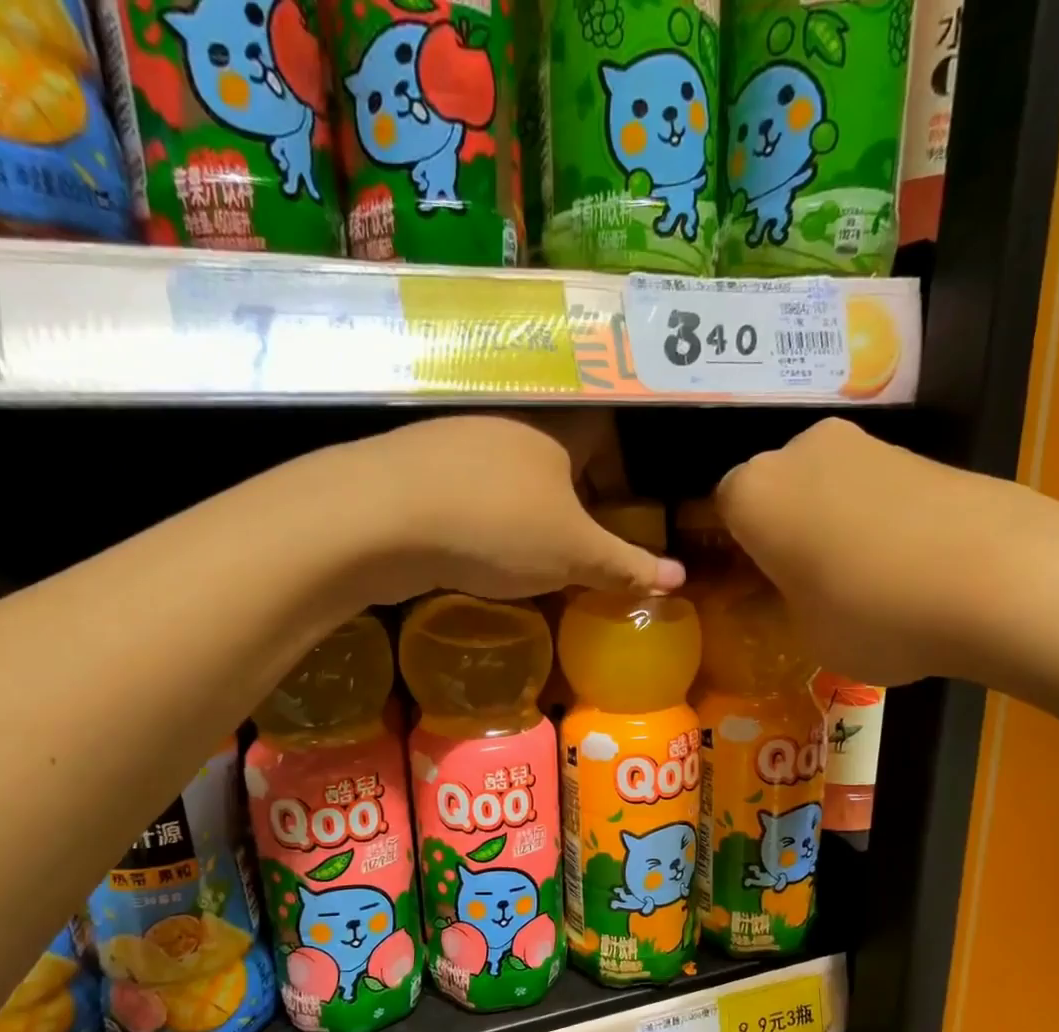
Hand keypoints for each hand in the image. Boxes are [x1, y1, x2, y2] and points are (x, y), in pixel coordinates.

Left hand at [322, 413, 683, 603]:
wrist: (380, 517)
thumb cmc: (497, 526)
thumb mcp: (573, 555)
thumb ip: (624, 566)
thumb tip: (678, 580)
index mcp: (554, 429)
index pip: (602, 432)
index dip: (616, 472)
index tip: (617, 514)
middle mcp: (505, 424)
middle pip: (553, 455)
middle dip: (570, 499)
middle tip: (576, 546)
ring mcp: (453, 443)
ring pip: (505, 475)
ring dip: (522, 512)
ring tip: (526, 558)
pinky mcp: (413, 470)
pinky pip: (464, 492)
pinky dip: (478, 520)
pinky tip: (473, 555)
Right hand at [714, 418, 1058, 685]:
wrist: (1002, 577)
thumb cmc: (871, 614)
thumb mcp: (804, 632)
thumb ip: (778, 605)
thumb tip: (775, 596)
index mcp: (752, 493)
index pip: (722, 514)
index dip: (737, 555)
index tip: (755, 590)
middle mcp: (800, 452)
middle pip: (776, 491)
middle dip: (784, 532)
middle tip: (803, 585)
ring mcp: (866, 445)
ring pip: (826, 487)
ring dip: (831, 524)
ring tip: (862, 581)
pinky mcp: (921, 452)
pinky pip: (874, 489)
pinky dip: (877, 520)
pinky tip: (904, 564)